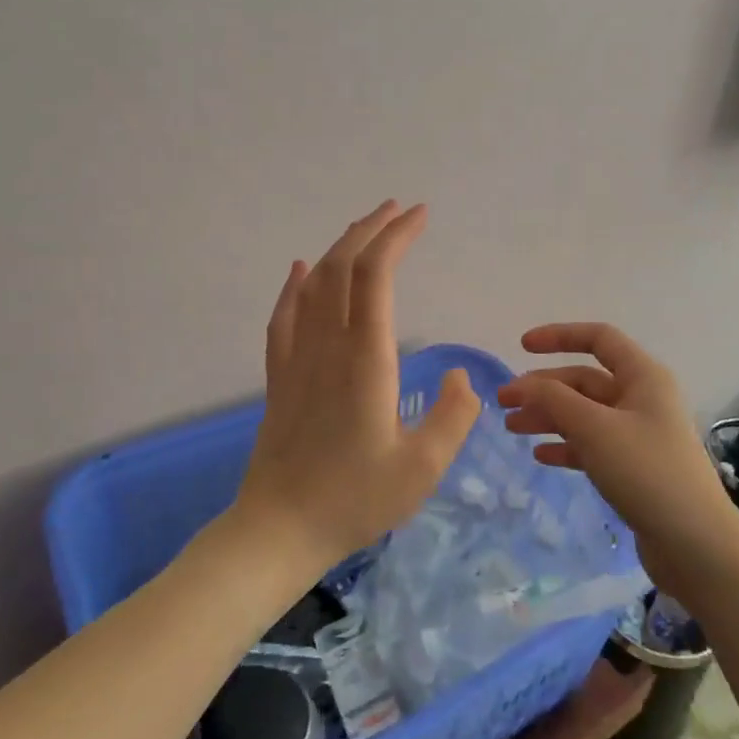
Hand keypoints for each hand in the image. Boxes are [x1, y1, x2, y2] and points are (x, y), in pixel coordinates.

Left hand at [232, 201, 480, 579]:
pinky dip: (295, 284)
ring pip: (314, 283)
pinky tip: (301, 268)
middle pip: (343, 267)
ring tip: (363, 227)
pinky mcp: (279, 375)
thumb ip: (453, 416)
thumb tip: (459, 375)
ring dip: (339, 248)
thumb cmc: (355, 500)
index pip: (376, 276)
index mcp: (365, 359)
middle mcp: (327, 344)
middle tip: (398, 209)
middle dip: (372, 230)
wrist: (278, 529)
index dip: (396, 238)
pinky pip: (284, 314)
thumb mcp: (422, 468)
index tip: (419, 216)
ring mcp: (297, 357)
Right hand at [497, 322, 738, 587]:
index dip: (559, 336)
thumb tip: (524, 385)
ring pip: (585, 414)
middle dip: (543, 387)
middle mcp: (642, 398)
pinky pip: (593, 445)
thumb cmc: (647, 473)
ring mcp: (639, 434)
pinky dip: (566, 446)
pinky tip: (541, 456)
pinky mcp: (635, 468)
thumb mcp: (595, 429)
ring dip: (548, 416)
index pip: (599, 338)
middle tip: (504, 403)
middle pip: (584, 380)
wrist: (696, 545)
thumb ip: (554, 400)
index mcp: (643, 377)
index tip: (521, 347)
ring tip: (513, 428)